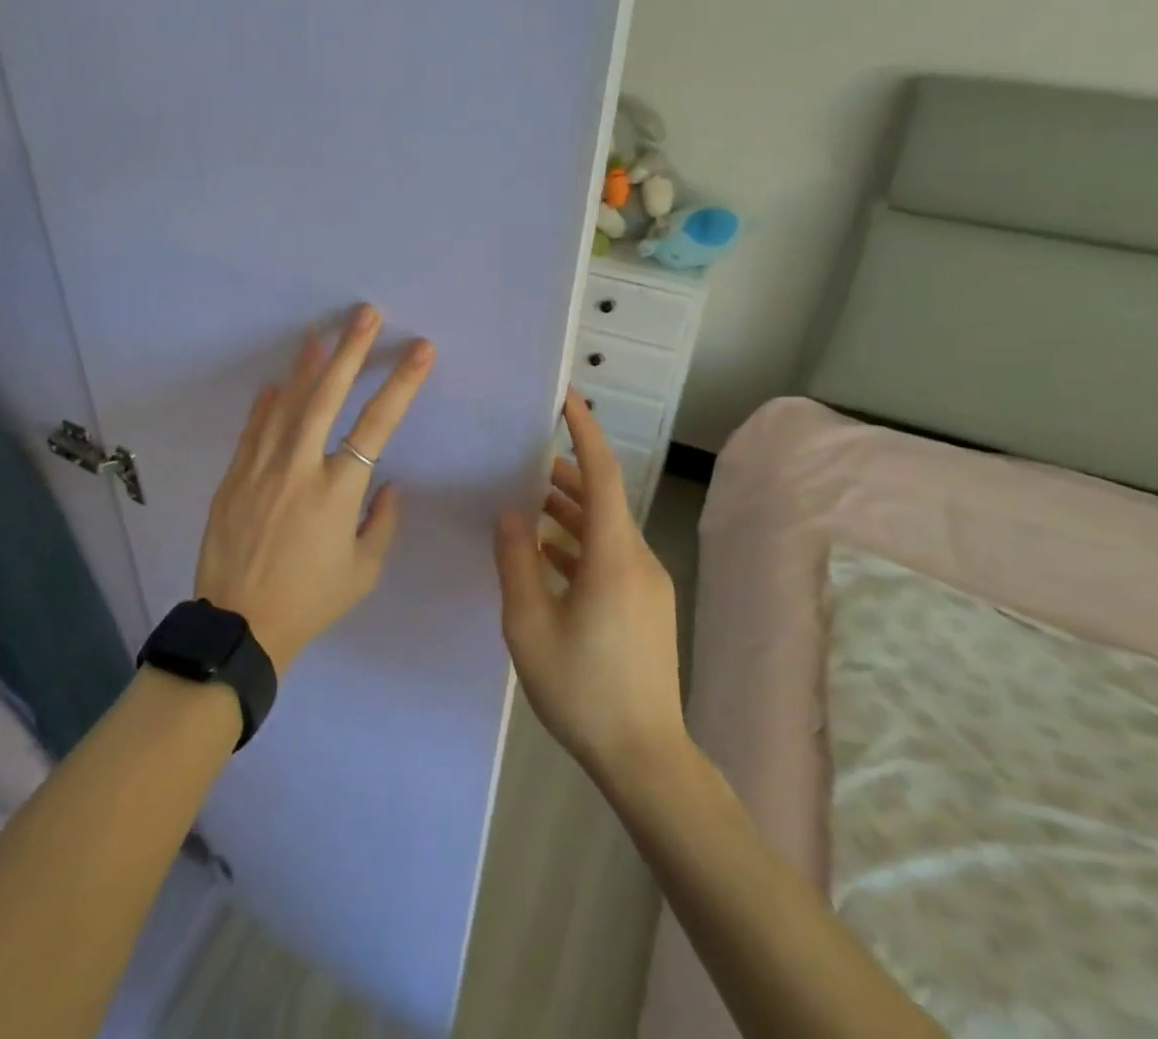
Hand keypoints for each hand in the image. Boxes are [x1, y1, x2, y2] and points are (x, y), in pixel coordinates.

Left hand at [196, 305, 435, 674]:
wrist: (239, 625)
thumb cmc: (310, 601)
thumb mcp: (362, 572)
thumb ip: (381, 522)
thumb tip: (388, 483)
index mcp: (338, 491)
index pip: (378, 424)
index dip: (402, 383)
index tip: (421, 349)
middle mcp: (300, 467)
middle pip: (328, 396)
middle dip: (351, 350)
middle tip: (366, 314)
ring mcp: (261, 467)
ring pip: (286, 403)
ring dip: (306, 365)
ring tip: (321, 332)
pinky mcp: (234, 476)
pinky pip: (254, 429)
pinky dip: (266, 403)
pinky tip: (275, 382)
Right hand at [495, 390, 687, 784]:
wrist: (646, 758)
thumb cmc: (581, 688)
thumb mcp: (529, 623)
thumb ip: (516, 560)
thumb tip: (510, 512)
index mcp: (613, 556)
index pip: (602, 474)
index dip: (585, 431)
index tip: (566, 398)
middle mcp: (637, 559)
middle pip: (603, 499)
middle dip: (566, 474)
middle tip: (524, 459)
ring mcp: (646, 584)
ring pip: (605, 529)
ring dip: (569, 512)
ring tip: (528, 505)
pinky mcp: (646, 606)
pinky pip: (610, 557)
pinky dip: (579, 544)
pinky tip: (547, 558)